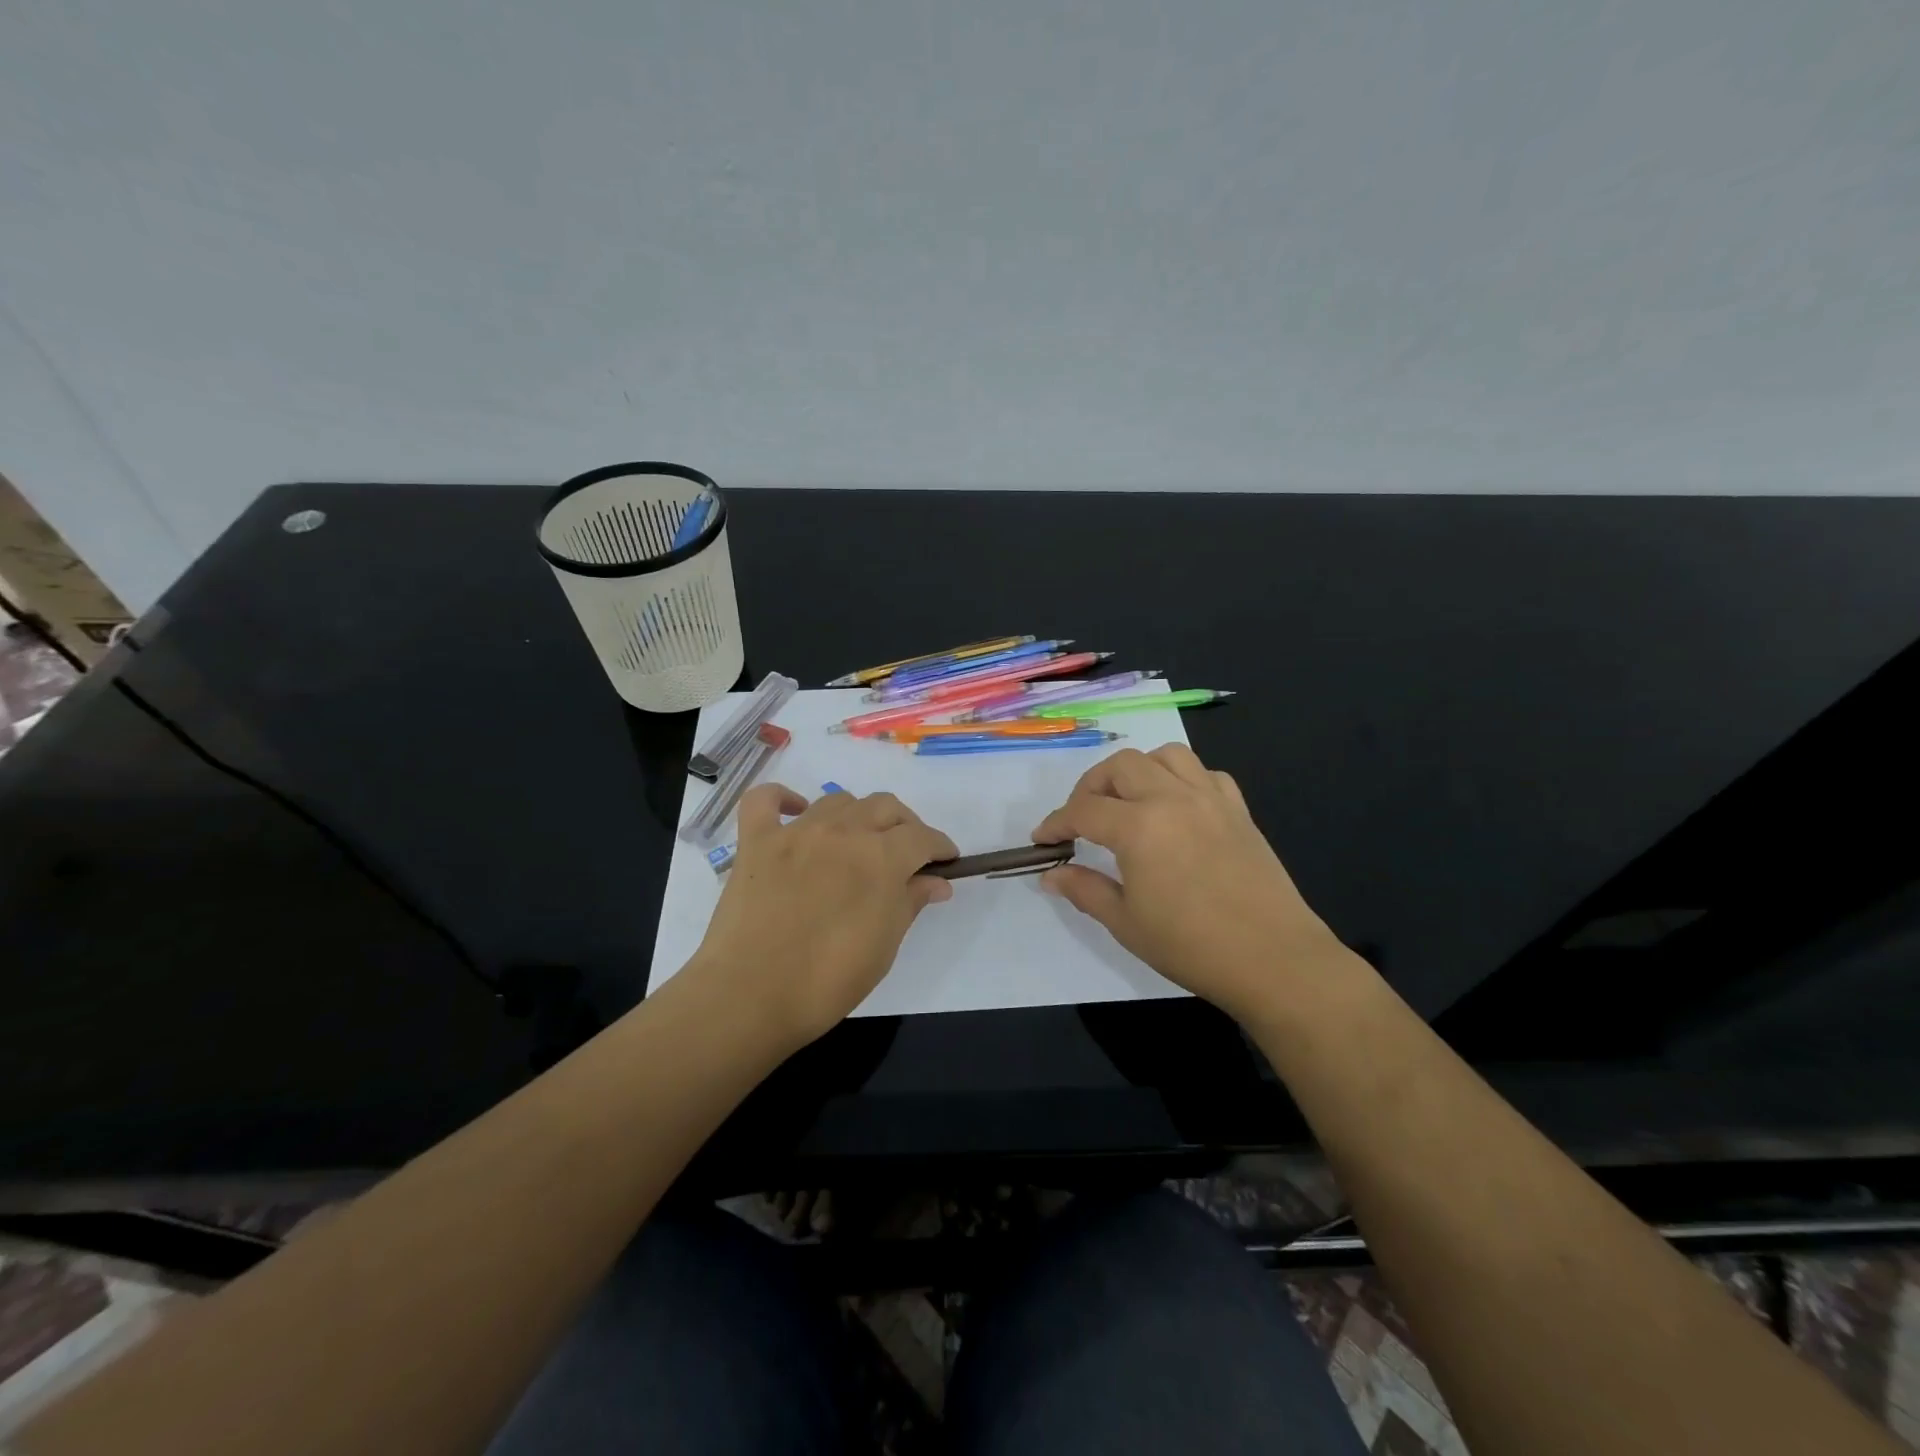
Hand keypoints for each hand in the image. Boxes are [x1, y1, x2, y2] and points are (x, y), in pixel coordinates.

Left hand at [690, 784, 956, 1049]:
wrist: (750, 996)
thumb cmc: (828, 981)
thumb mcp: (884, 947)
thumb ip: (910, 903)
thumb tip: (937, 882)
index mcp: (880, 858)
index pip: (922, 837)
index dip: (940, 846)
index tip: (946, 860)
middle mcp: (842, 832)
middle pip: (885, 807)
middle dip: (906, 825)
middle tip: (908, 853)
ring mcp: (795, 832)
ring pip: (838, 800)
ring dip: (858, 815)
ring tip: (859, 841)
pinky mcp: (756, 841)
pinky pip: (767, 800)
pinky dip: (784, 799)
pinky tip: (796, 813)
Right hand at [1031, 745, 1356, 1021]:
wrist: (1274, 960)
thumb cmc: (1192, 946)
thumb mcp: (1126, 923)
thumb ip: (1085, 890)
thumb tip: (1051, 875)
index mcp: (1139, 827)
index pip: (1083, 811)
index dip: (1056, 823)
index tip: (1043, 839)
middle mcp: (1172, 798)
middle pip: (1120, 766)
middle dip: (1091, 787)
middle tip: (1082, 819)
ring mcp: (1210, 799)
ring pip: (1165, 755)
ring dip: (1138, 770)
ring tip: (1129, 801)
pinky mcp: (1238, 810)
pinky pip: (1205, 773)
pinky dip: (1181, 779)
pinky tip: (1177, 807)